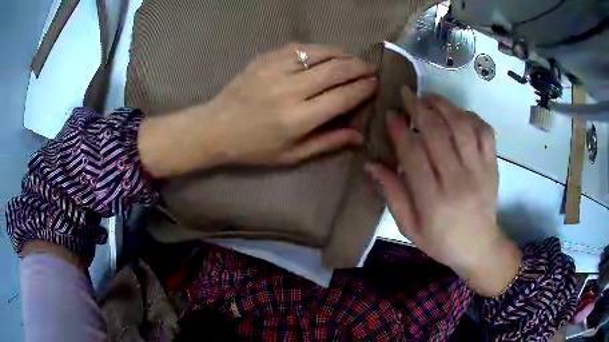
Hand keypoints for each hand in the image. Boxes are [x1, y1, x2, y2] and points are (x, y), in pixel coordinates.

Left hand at [138, 43, 376, 176]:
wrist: (216, 127)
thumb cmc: (254, 148)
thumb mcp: (291, 155)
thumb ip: (328, 143)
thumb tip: (360, 136)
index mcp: (298, 119)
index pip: (343, 97)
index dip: (364, 88)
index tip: (377, 84)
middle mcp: (290, 90)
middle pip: (336, 70)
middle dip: (360, 67)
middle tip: (373, 68)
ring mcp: (276, 69)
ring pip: (321, 54)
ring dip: (343, 55)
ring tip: (353, 60)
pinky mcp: (265, 58)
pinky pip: (300, 47)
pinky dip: (319, 49)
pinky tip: (327, 54)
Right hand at [366, 88, 521, 296]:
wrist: (479, 248)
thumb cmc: (441, 241)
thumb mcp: (409, 227)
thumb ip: (392, 195)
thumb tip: (371, 164)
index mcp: (433, 200)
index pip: (413, 155)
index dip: (400, 130)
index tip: (390, 114)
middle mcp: (458, 181)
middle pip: (438, 133)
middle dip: (419, 108)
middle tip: (406, 94)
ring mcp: (479, 171)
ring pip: (462, 126)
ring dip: (443, 105)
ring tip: (428, 96)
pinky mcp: (492, 165)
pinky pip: (485, 132)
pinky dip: (470, 116)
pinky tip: (457, 112)